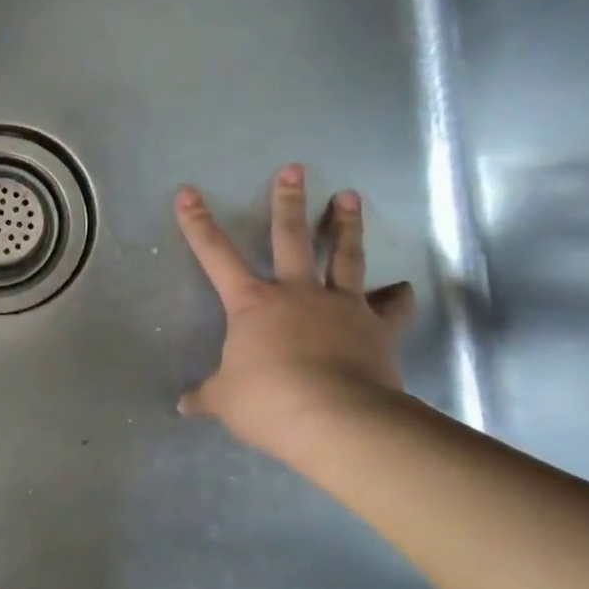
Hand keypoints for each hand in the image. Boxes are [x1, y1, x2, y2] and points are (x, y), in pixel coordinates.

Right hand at [175, 163, 414, 459]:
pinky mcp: (378, 328)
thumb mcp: (225, 401)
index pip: (215, 255)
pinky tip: (403, 288)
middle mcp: (297, 293)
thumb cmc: (268, 402)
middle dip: (288, 202)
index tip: (188, 193)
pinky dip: (397, 296)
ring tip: (350, 195)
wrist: (337, 419)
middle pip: (291, 237)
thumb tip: (184, 406)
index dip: (198, 224)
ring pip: (345, 256)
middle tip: (294, 169)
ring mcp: (342, 306)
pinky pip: (391, 306)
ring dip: (347, 224)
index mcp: (252, 304)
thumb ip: (206, 396)